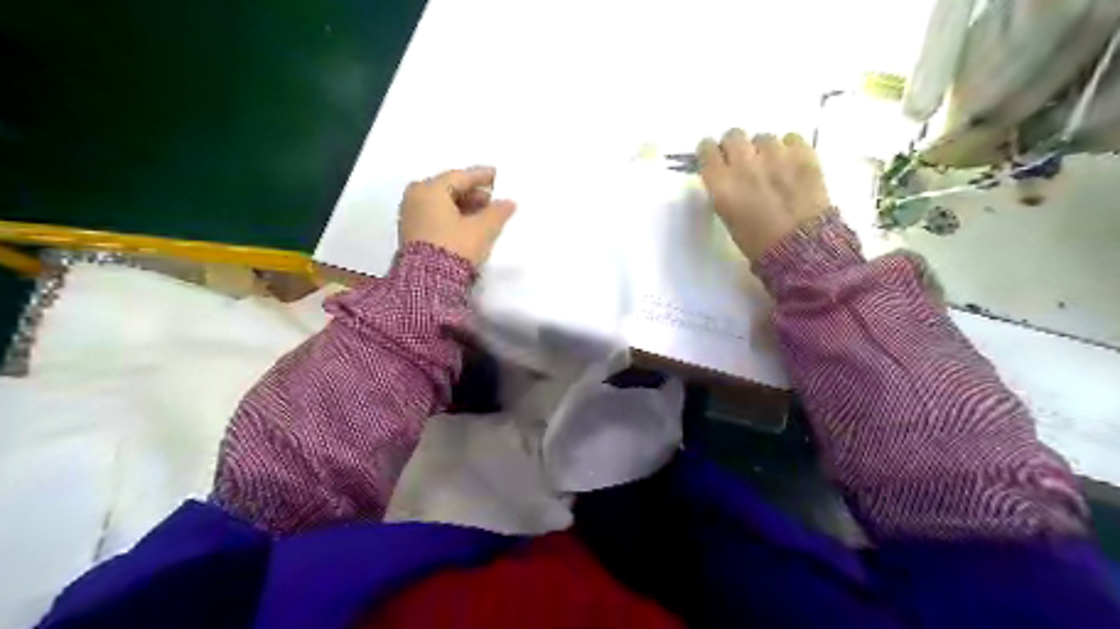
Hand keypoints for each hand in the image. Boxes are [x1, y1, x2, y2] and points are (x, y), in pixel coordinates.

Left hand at [401, 163, 518, 263]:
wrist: (427, 283)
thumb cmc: (454, 247)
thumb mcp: (481, 229)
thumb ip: (497, 212)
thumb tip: (508, 202)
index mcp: (429, 189)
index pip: (460, 176)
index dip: (482, 176)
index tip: (498, 176)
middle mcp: (415, 197)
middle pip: (449, 189)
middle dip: (473, 194)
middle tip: (494, 199)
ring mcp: (411, 215)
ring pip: (442, 204)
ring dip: (464, 206)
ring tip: (485, 215)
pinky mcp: (412, 233)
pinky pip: (436, 216)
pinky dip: (453, 217)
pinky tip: (469, 226)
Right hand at [697, 127, 830, 258]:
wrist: (802, 248)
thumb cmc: (758, 243)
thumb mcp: (729, 217)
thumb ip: (724, 190)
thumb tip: (727, 175)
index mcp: (722, 185)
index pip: (707, 150)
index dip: (710, 152)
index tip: (715, 157)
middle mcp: (745, 165)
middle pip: (733, 135)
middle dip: (736, 145)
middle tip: (743, 159)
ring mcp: (776, 157)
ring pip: (763, 137)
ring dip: (764, 148)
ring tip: (772, 165)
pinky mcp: (803, 155)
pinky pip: (791, 138)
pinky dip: (789, 148)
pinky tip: (791, 164)